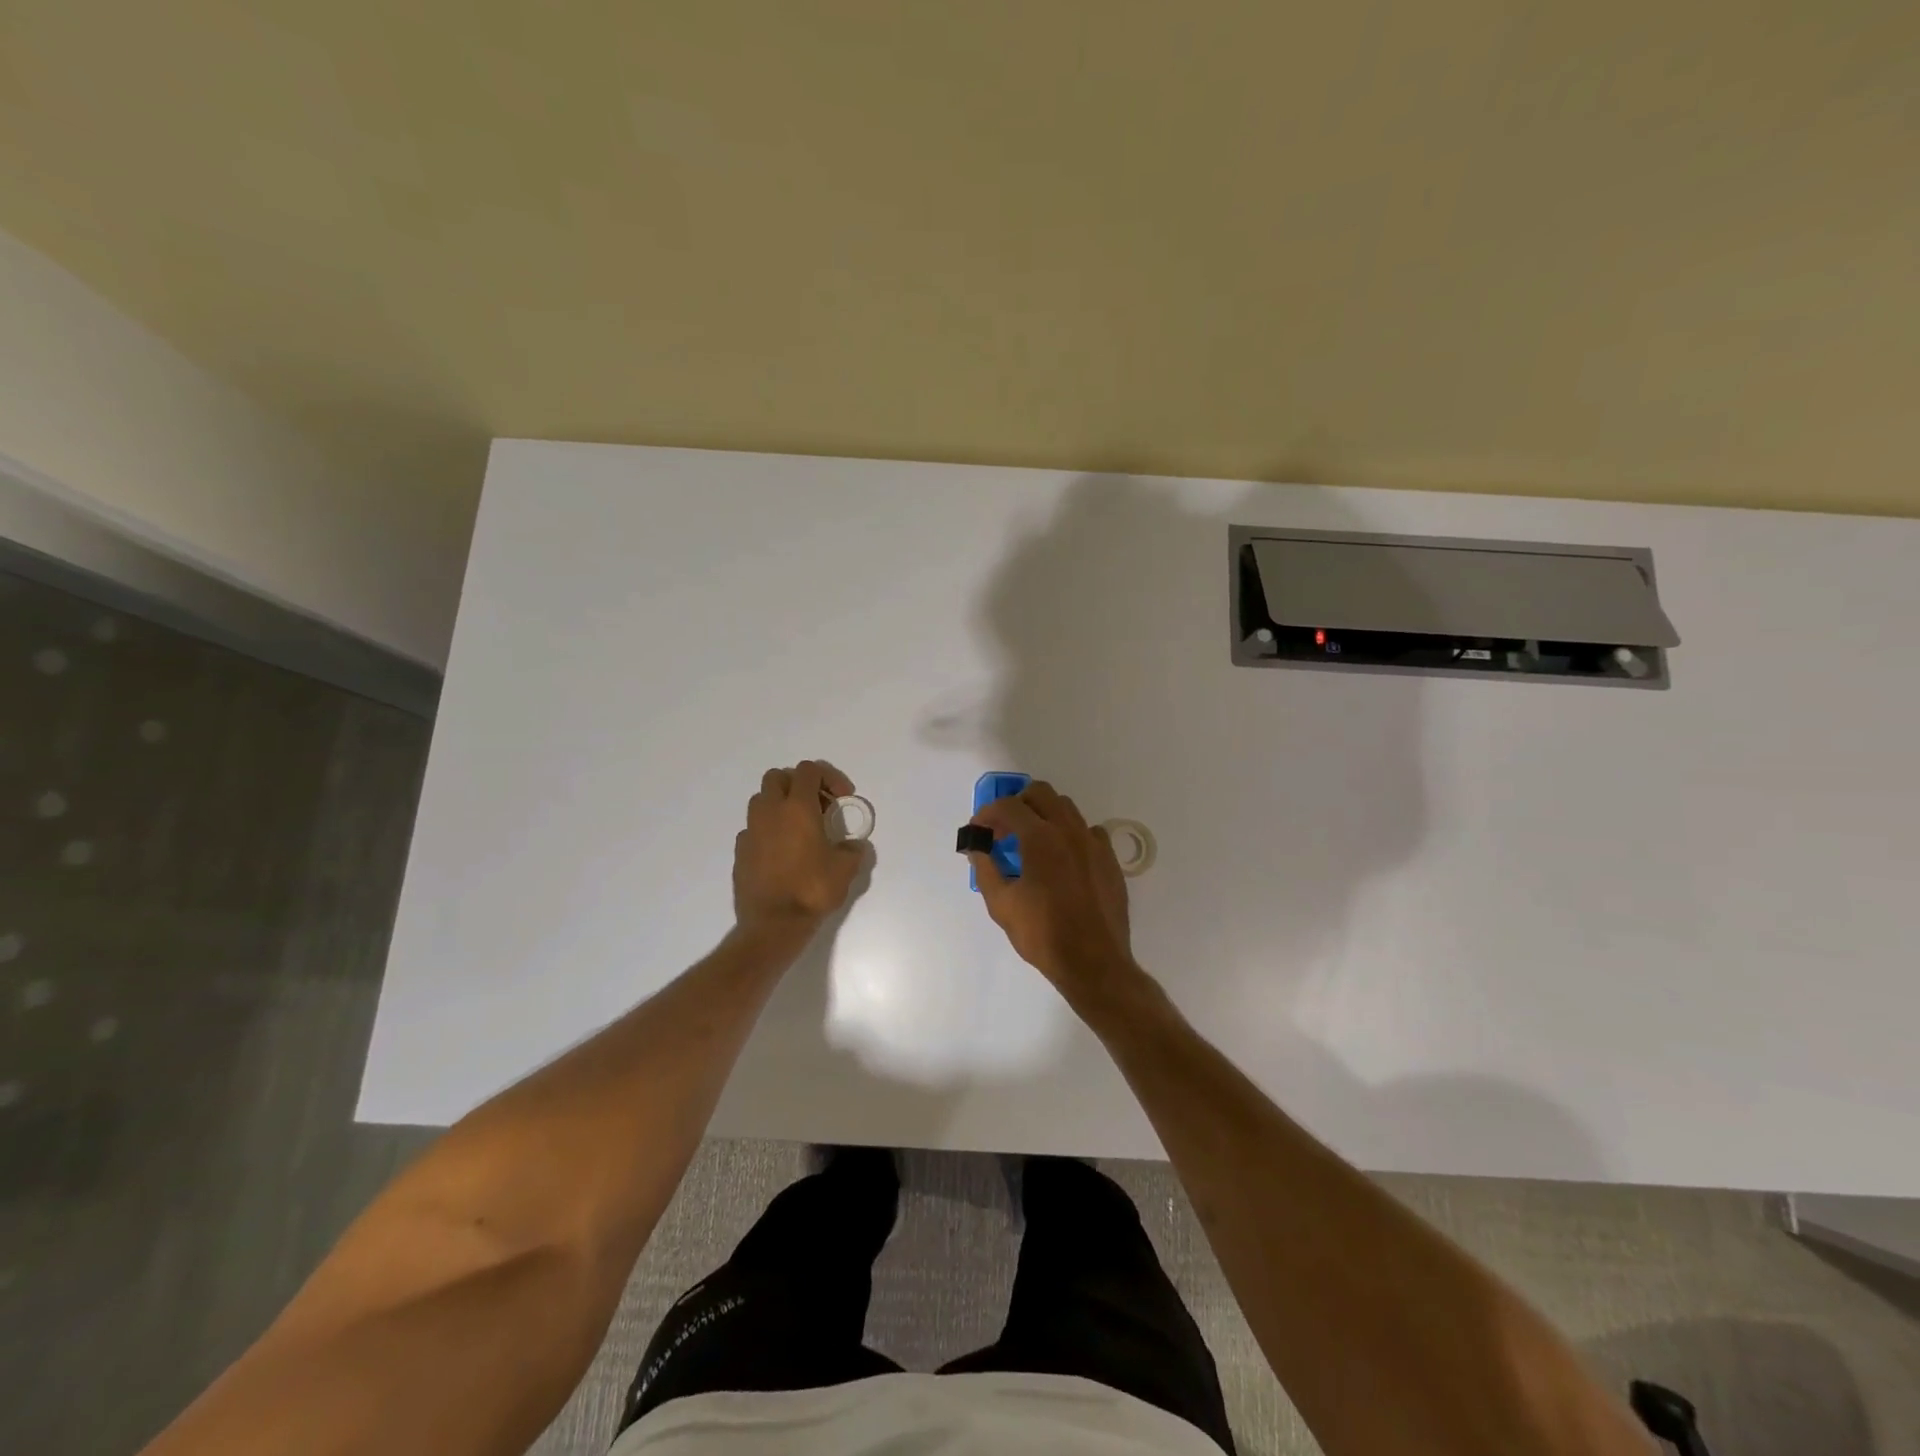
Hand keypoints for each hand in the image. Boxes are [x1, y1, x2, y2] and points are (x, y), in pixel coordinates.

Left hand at [733, 761, 865, 929]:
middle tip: (818, 806)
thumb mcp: (845, 869)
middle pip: (778, 776)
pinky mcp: (740, 851)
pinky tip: (782, 852)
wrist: (772, 925)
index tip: (842, 798)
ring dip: (780, 804)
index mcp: (797, 807)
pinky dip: (768, 830)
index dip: (830, 777)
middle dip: (799, 784)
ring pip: (761, 800)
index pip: (809, 770)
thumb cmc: (811, 890)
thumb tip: (854, 846)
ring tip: (799, 828)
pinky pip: (754, 828)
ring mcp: (751, 830)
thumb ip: (853, 850)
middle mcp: (770, 812)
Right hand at [967, 780, 1134, 994]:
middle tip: (1004, 830)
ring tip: (1031, 842)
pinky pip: (1088, 831)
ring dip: (1044, 815)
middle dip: (1017, 804)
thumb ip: (985, 867)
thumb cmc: (1042, 934)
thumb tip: (976, 846)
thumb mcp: (1001, 904)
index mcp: (1041, 838)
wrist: (1094, 962)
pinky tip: (1062, 858)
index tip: (978, 830)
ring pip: (1067, 808)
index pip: (1009, 806)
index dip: (988, 813)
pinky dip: (1069, 834)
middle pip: (1041, 793)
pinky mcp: (1110, 859)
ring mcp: (1094, 843)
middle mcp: (1070, 831)